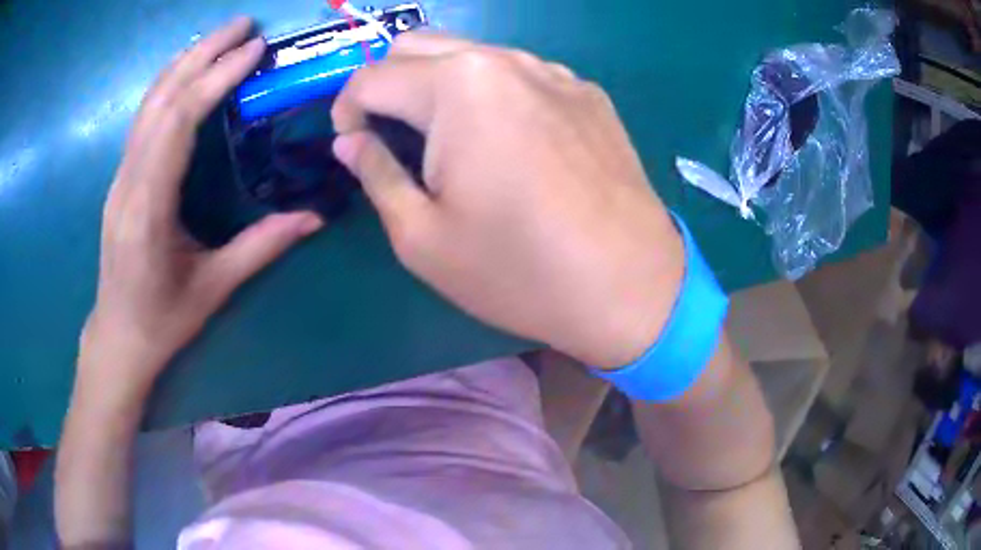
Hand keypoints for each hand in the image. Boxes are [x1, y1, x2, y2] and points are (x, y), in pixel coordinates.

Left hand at [81, 17, 322, 396]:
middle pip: (161, 100)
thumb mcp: (214, 288)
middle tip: (243, 24)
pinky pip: (144, 119)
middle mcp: (128, 182)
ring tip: (220, 38)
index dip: (215, 79)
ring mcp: (119, 177)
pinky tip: (188, 73)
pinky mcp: (120, 178)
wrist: (118, 337)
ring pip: (148, 104)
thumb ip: (262, 246)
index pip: (179, 123)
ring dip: (184, 63)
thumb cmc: (163, 320)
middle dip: (202, 54)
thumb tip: (315, 217)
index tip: (253, 49)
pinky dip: (169, 86)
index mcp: (149, 208)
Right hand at [332, 34, 683, 368]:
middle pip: (418, 46)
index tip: (350, 144)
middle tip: (390, 134)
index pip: (372, 76)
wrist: (630, 288)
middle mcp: (506, 60)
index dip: (346, 109)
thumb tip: (350, 142)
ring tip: (447, 138)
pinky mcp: (587, 92)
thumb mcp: (422, 237)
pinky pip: (521, 74)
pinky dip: (492, 92)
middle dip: (387, 83)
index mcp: (457, 87)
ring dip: (439, 83)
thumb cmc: (519, 271)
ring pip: (471, 54)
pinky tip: (508, 140)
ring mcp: (555, 71)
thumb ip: (376, 174)